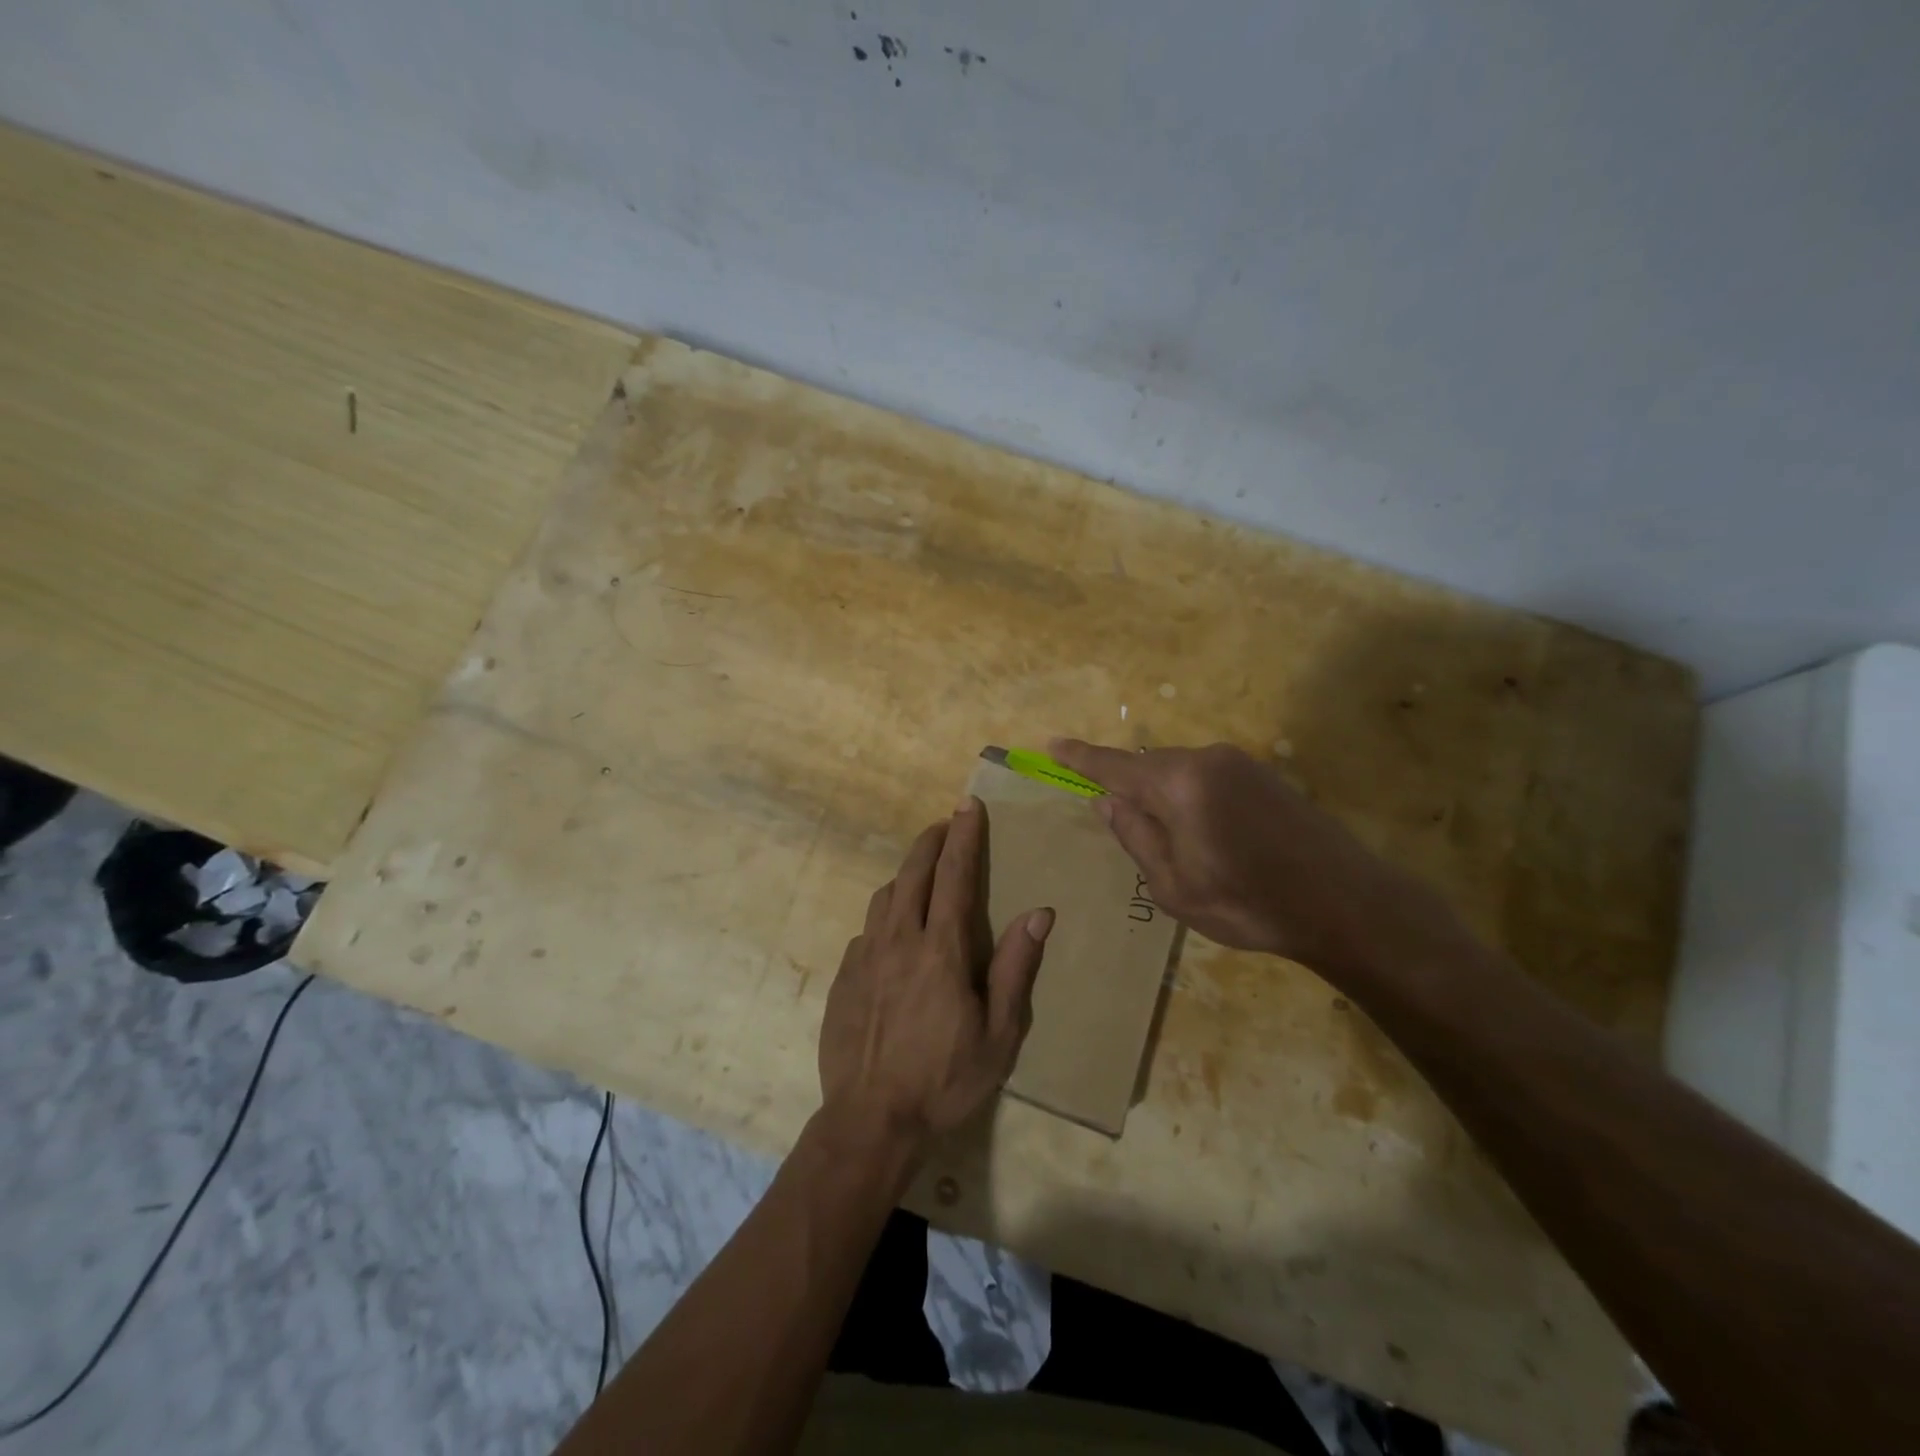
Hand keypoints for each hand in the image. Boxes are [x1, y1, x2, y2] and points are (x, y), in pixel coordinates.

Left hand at [818, 797, 1053, 1154]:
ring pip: (883, 896)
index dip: (964, 836)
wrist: (870, 1121)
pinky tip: (892, 934)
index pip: (955, 876)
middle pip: (912, 873)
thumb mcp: (999, 1036)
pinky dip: (884, 915)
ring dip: (905, 875)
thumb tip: (1039, 913)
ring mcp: (865, 956)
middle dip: (930, 841)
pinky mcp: (843, 976)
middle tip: (945, 824)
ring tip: (921, 875)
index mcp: (941, 951)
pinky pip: (866, 930)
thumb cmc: (944, 1081)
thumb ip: (1016, 969)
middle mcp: (899, 940)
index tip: (968, 805)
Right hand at [1049, 738, 1447, 974]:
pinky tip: (1210, 837)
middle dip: (1130, 791)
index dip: (1081, 758)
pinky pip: (1207, 777)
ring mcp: (1239, 763)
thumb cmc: (1249, 904)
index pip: (1115, 766)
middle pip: (1148, 768)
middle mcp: (1206, 760)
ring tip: (1179, 847)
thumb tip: (1107, 802)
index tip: (1052, 743)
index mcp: (1179, 785)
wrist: (1346, 904)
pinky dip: (1192, 798)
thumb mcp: (1175, 887)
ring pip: (1178, 773)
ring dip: (1164, 798)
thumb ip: (1136, 837)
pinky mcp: (1264, 774)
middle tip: (1128, 831)